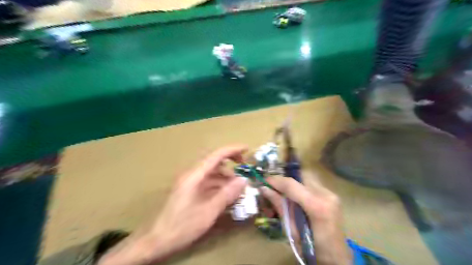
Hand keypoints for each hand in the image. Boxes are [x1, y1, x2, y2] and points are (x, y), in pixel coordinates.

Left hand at [99, 146, 248, 263]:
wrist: (156, 241)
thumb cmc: (182, 226)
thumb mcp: (208, 211)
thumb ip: (227, 194)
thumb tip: (243, 180)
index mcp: (194, 175)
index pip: (216, 155)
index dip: (232, 150)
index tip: (247, 149)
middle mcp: (192, 175)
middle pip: (214, 161)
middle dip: (230, 162)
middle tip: (244, 168)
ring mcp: (190, 183)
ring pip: (212, 173)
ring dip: (226, 177)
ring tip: (239, 187)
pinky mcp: (190, 191)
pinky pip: (208, 183)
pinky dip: (219, 185)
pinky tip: (227, 195)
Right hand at [260, 172, 351, 264]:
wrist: (337, 258)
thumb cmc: (312, 249)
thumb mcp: (292, 230)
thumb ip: (280, 206)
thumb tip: (264, 189)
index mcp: (317, 206)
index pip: (291, 185)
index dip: (275, 180)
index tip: (264, 181)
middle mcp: (326, 195)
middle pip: (300, 177)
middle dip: (284, 181)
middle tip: (273, 188)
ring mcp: (331, 194)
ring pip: (306, 179)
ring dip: (293, 184)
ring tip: (283, 193)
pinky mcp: (332, 195)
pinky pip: (311, 185)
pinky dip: (301, 188)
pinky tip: (296, 198)